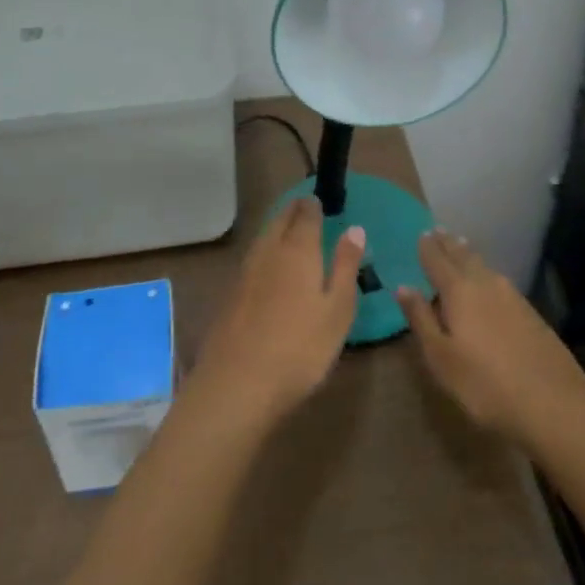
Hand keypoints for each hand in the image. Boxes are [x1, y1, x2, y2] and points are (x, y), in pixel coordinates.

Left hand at [191, 196, 363, 425]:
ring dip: (276, 228)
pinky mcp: (230, 295)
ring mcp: (244, 273)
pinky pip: (252, 259)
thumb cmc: (300, 348)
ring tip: (288, 230)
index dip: (313, 205)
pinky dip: (264, 251)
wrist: (238, 384)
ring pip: (263, 238)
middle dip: (292, 211)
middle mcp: (268, 252)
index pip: (305, 215)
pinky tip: (268, 266)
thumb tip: (354, 228)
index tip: (319, 200)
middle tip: (304, 207)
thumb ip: (345, 266)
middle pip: (279, 221)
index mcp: (297, 250)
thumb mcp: (337, 309)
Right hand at [396, 230, 584, 447]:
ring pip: (484, 266)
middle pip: (463, 257)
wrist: (554, 403)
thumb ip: (422, 320)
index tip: (422, 233)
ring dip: (469, 254)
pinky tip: (489, 280)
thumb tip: (404, 287)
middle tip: (439, 231)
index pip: (438, 261)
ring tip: (461, 246)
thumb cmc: (485, 384)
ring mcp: (512, 296)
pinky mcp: (530, 312)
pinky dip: (487, 272)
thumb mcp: (441, 358)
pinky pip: (500, 280)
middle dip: (449, 244)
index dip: (428, 248)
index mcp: (459, 292)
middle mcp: (485, 284)